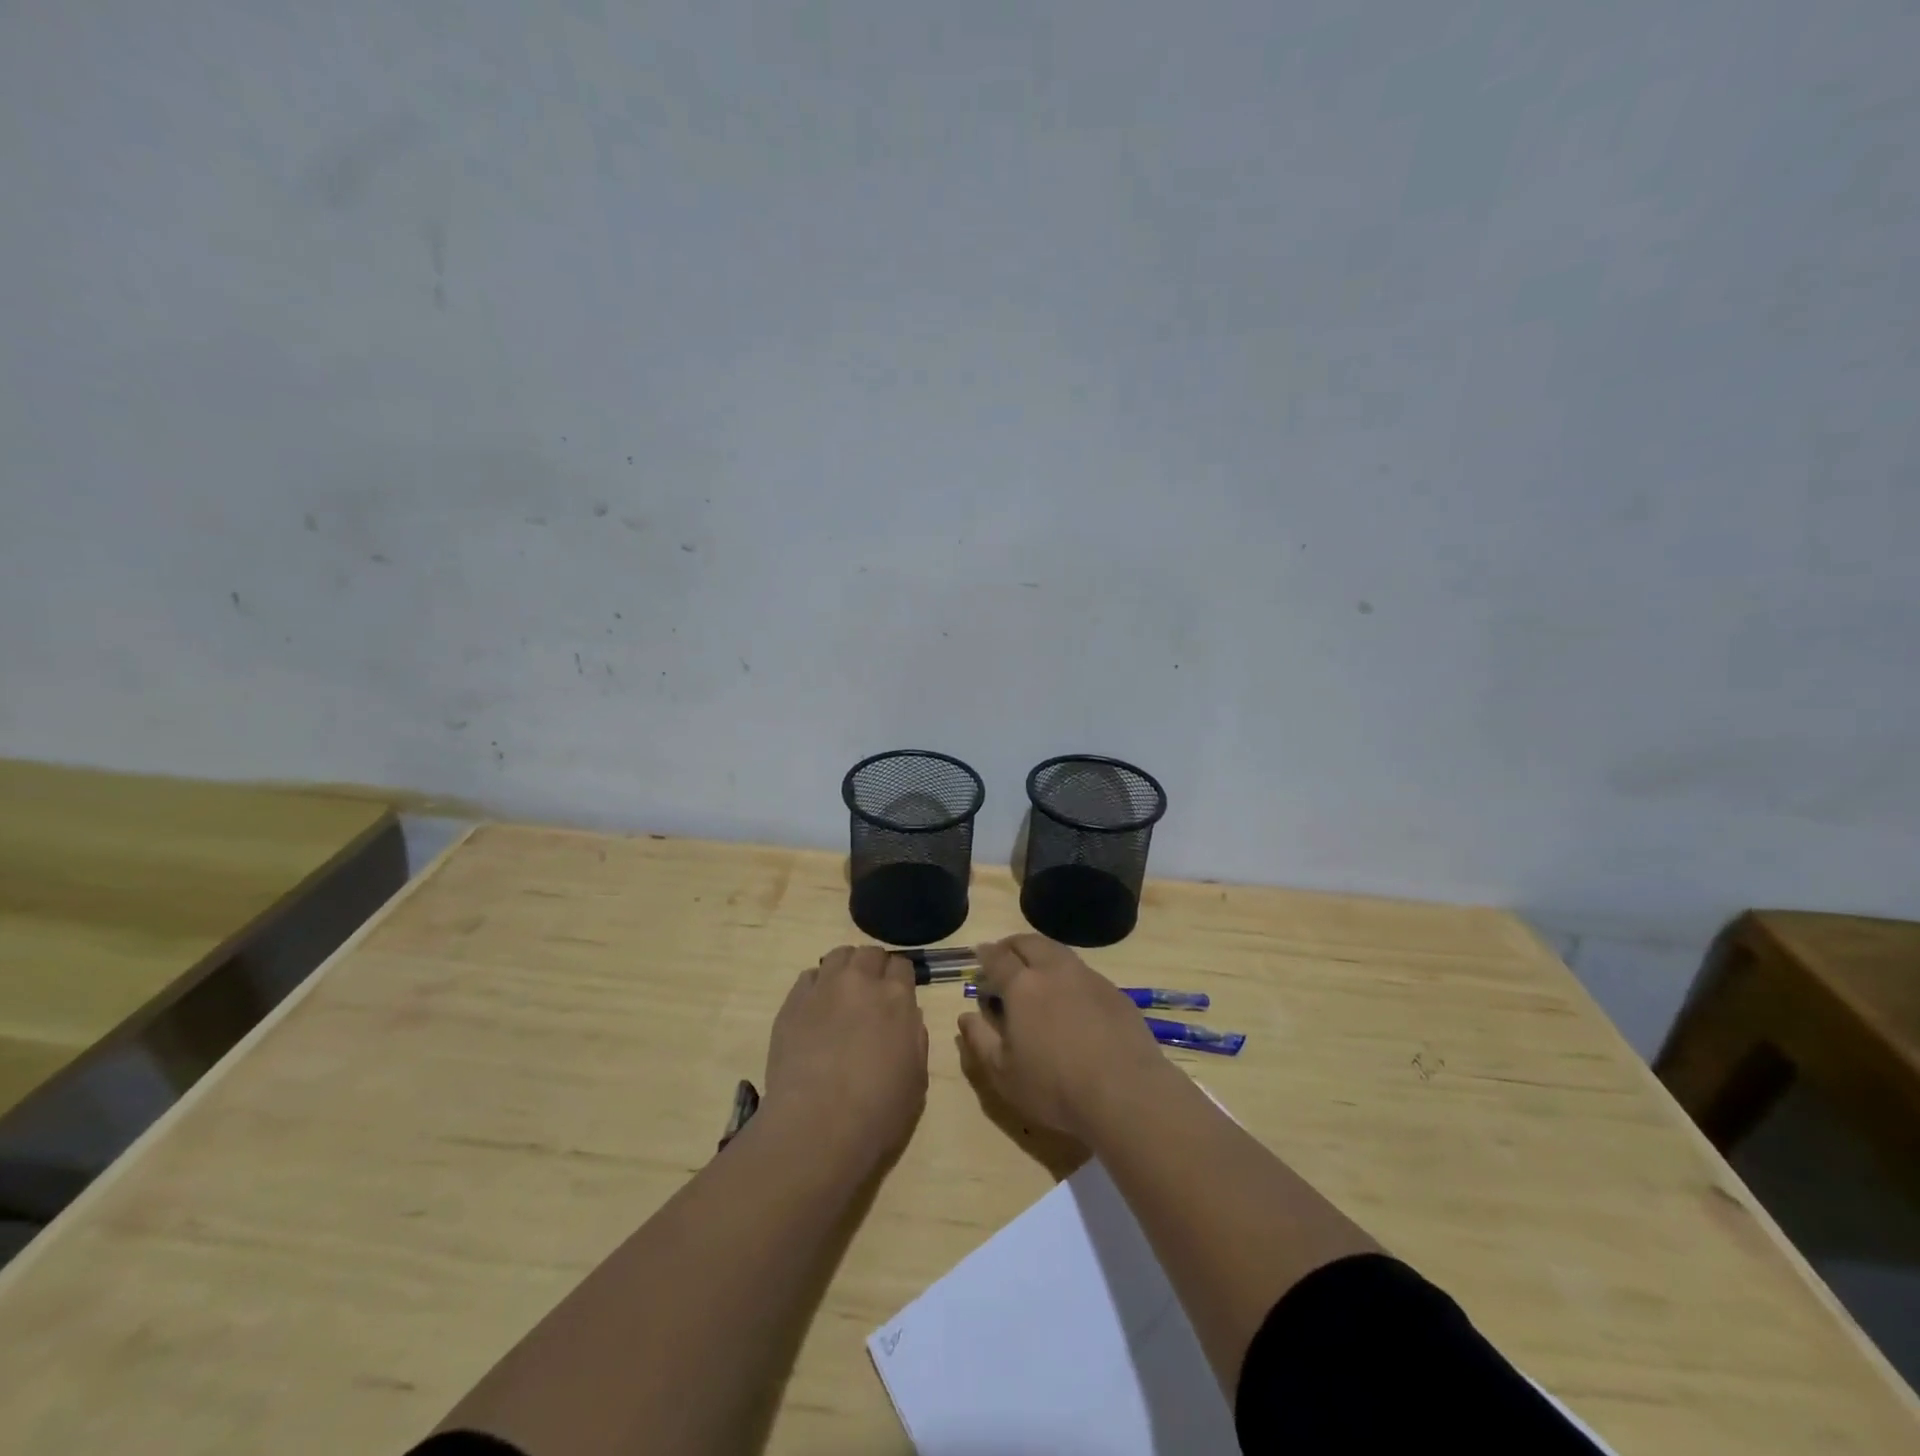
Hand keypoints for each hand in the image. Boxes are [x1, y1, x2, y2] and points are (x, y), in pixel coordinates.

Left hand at [763, 945, 928, 1173]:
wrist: (816, 1127)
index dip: (900, 979)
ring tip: (843, 994)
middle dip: (874, 968)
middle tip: (871, 995)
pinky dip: (817, 985)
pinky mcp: (793, 1002)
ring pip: (839, 956)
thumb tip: (907, 1018)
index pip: (902, 965)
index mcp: (897, 998)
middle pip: (870, 954)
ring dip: (846, 968)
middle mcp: (861, 981)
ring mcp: (824, 988)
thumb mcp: (916, 1079)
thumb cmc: (877, 1112)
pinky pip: (809, 977)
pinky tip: (817, 1009)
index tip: (897, 996)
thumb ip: (915, 1039)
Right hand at [957, 934, 1171, 1141]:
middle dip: (1012, 945)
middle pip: (1029, 942)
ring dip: (1041, 955)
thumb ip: (980, 1040)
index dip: (985, 956)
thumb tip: (966, 1016)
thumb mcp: (1004, 1074)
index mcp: (1022, 985)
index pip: (998, 958)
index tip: (978, 957)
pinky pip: (1084, 972)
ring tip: (1036, 972)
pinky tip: (1071, 997)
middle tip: (1004, 956)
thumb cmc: (1054, 1086)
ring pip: (1059, 952)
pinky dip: (1068, 975)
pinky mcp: (1115, 992)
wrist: (1126, 1092)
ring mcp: (1088, 977)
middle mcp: (1055, 970)